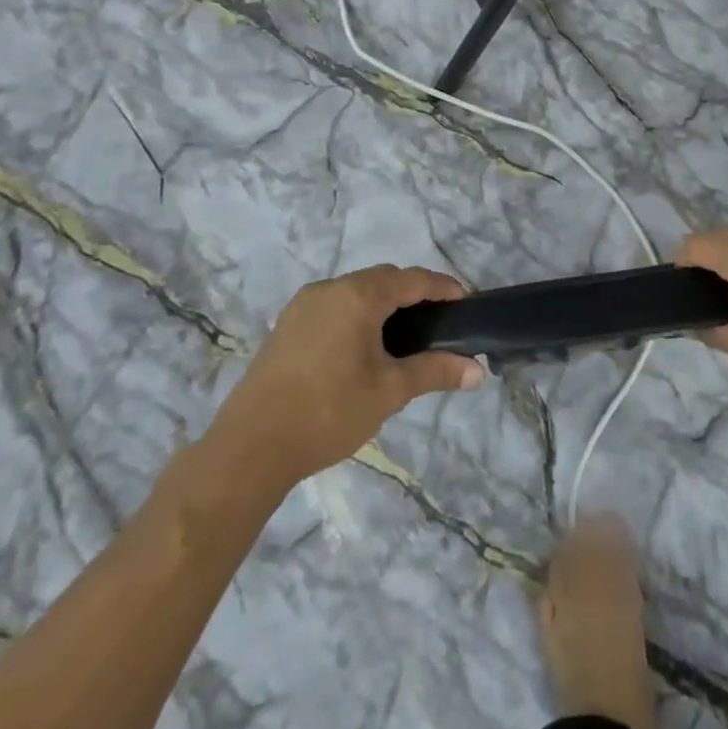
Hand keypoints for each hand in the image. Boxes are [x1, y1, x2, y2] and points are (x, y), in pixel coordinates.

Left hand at [215, 265, 484, 481]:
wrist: (248, 449)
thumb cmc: (328, 412)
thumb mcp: (390, 391)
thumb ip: (436, 372)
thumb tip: (479, 371)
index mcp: (358, 295)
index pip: (413, 279)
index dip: (443, 287)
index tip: (466, 302)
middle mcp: (330, 288)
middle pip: (384, 279)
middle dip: (414, 293)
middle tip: (440, 320)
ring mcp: (303, 305)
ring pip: (357, 290)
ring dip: (385, 303)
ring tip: (406, 334)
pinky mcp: (287, 325)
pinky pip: (335, 305)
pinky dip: (359, 313)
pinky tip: (365, 344)